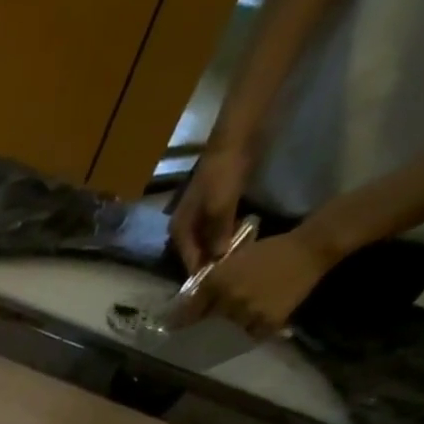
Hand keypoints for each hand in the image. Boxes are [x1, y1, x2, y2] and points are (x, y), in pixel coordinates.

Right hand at [168, 146, 252, 272]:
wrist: (234, 140)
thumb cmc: (223, 174)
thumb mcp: (220, 207)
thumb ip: (218, 235)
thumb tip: (219, 260)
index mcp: (179, 232)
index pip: (190, 263)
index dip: (205, 274)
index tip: (223, 283)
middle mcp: (184, 230)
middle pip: (198, 256)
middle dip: (215, 264)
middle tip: (236, 272)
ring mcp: (199, 220)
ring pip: (210, 245)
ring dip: (223, 251)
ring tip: (242, 260)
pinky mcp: (214, 211)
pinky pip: (219, 233)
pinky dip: (229, 239)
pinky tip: (243, 242)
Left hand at [180, 228, 334, 339]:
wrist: (309, 249)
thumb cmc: (267, 252)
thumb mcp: (231, 262)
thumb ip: (209, 283)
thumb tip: (189, 306)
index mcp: (216, 283)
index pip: (189, 312)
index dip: (179, 322)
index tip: (173, 329)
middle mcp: (229, 300)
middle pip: (208, 325)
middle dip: (204, 328)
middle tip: (200, 333)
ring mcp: (248, 313)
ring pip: (229, 332)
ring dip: (229, 331)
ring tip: (232, 328)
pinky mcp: (268, 322)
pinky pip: (251, 336)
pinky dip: (250, 333)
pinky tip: (251, 327)